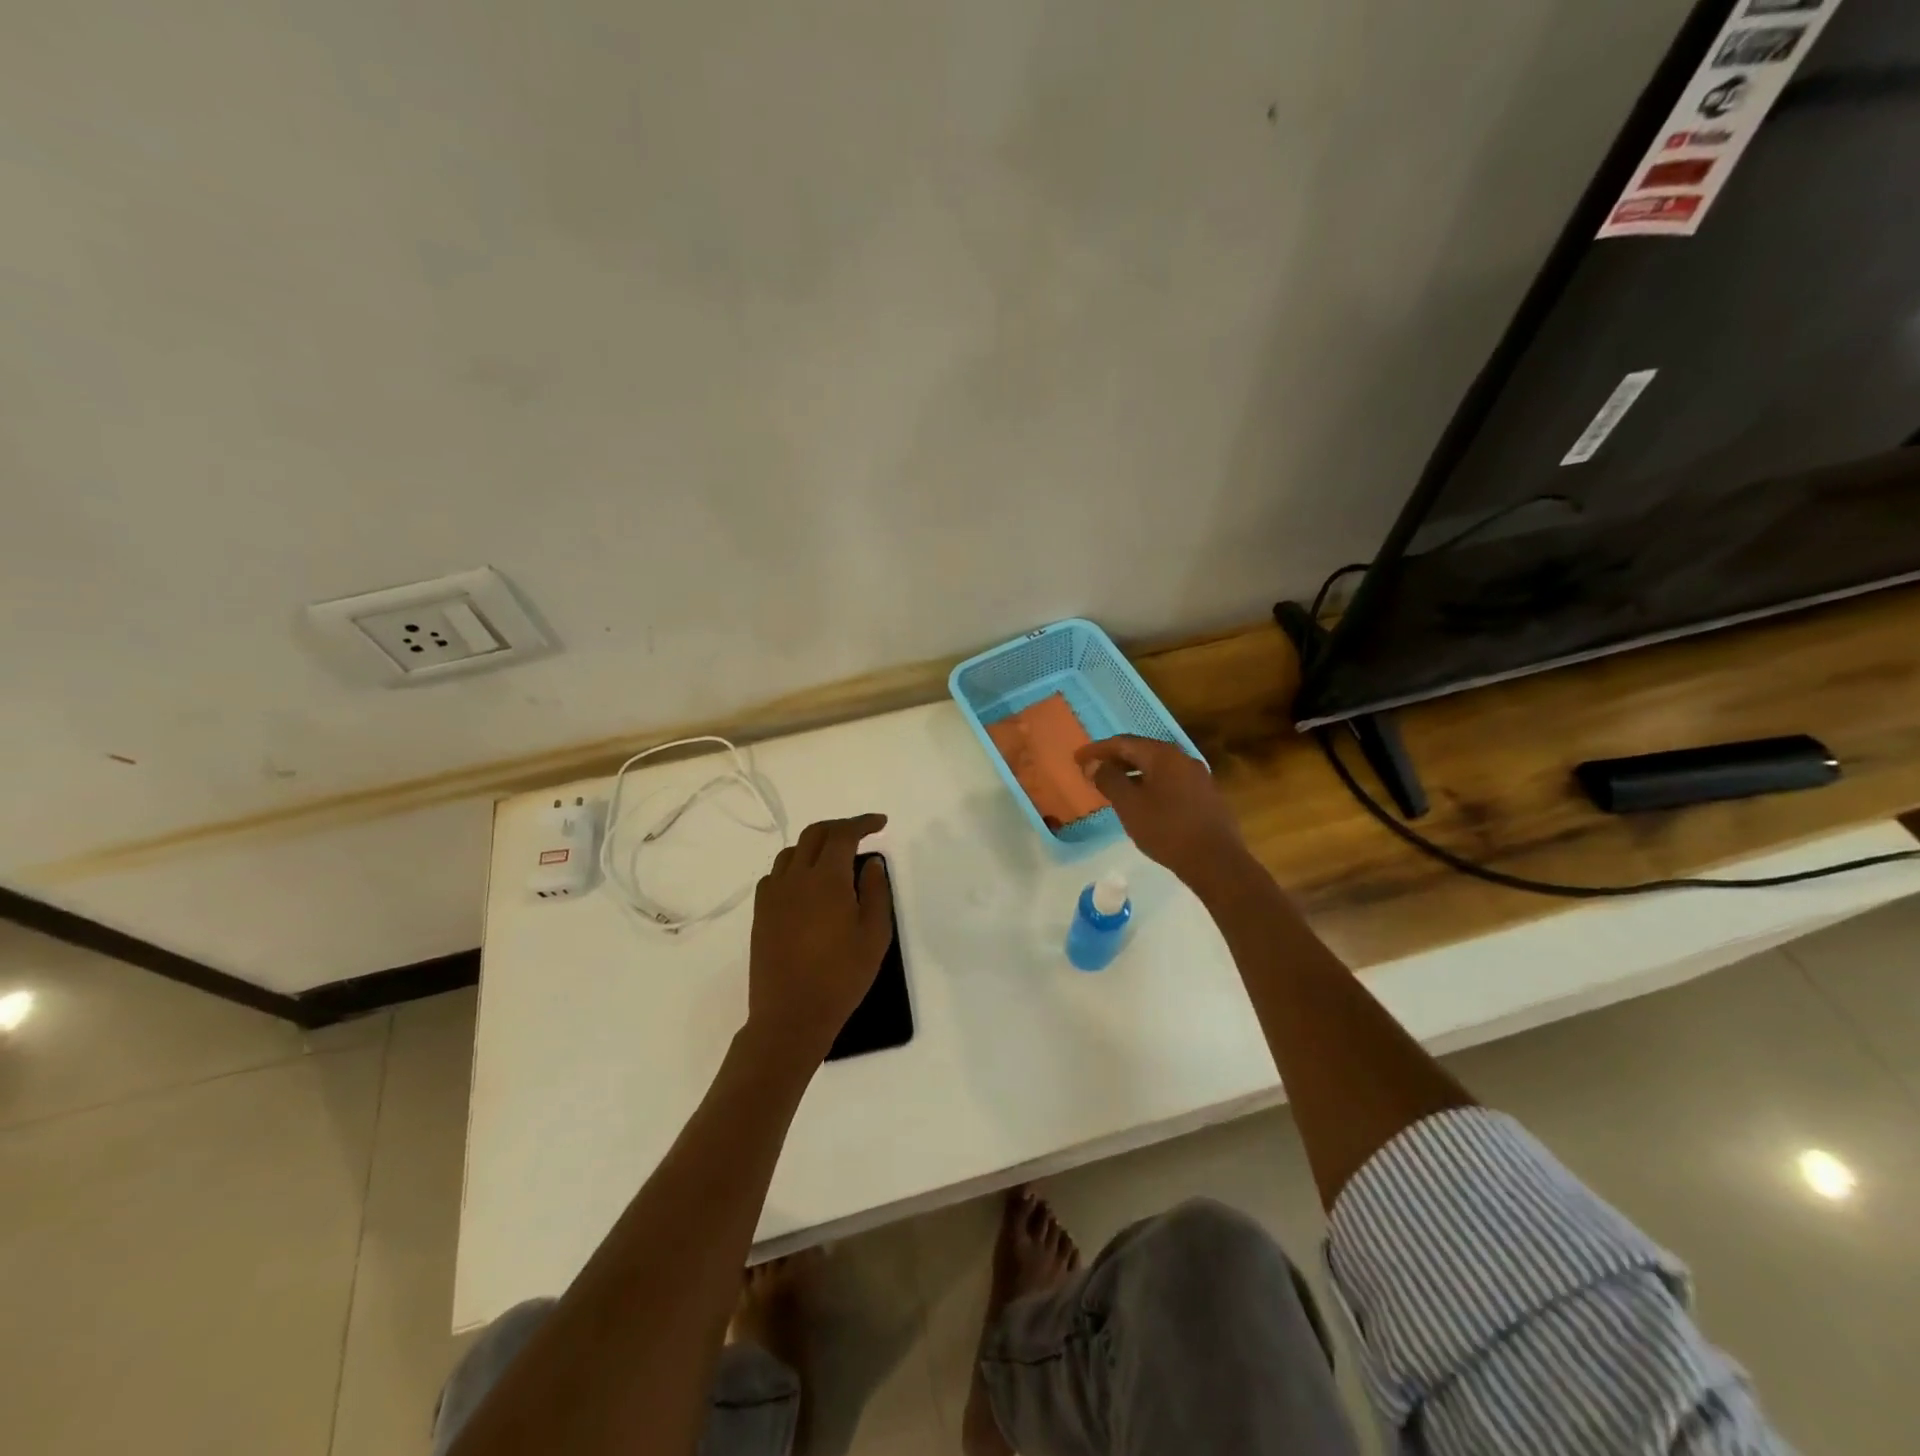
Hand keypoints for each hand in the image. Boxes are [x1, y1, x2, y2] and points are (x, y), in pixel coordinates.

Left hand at [747, 814, 894, 1056]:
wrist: (791, 1016)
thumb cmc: (841, 977)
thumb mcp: (874, 935)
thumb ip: (875, 892)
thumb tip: (871, 863)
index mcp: (826, 879)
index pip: (843, 834)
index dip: (863, 823)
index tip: (881, 823)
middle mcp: (796, 878)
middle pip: (814, 834)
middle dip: (839, 827)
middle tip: (860, 833)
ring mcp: (773, 896)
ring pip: (791, 853)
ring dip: (815, 845)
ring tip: (833, 857)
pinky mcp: (761, 914)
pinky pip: (775, 876)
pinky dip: (793, 868)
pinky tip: (805, 885)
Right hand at [1075, 736, 1250, 892]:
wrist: (1216, 861)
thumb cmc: (1166, 830)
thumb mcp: (1129, 805)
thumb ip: (1109, 780)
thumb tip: (1094, 764)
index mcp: (1163, 755)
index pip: (1123, 743)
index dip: (1097, 749)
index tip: (1077, 759)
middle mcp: (1182, 758)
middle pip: (1142, 751)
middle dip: (1115, 759)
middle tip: (1092, 770)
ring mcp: (1197, 776)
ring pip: (1157, 767)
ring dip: (1132, 772)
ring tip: (1113, 786)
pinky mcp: (1205, 795)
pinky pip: (1170, 780)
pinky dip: (1149, 783)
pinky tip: (1142, 801)